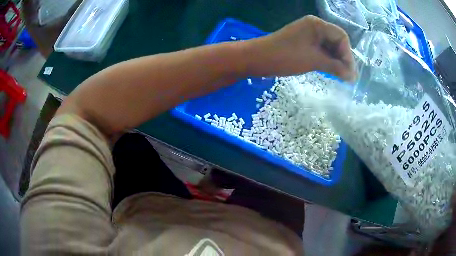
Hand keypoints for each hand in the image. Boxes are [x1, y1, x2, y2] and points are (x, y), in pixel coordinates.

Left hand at [244, 15, 355, 80]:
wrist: (257, 58)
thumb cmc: (285, 56)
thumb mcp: (314, 61)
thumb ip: (335, 66)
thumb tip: (352, 76)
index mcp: (317, 24)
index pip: (341, 37)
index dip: (348, 55)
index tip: (350, 73)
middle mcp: (314, 26)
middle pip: (336, 41)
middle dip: (343, 59)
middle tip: (348, 78)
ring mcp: (308, 34)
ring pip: (328, 47)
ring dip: (335, 61)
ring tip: (341, 77)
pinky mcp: (303, 42)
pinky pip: (320, 50)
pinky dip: (326, 60)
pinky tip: (330, 71)